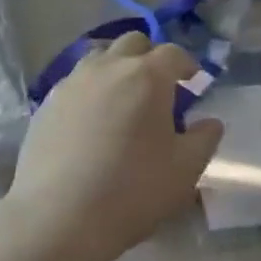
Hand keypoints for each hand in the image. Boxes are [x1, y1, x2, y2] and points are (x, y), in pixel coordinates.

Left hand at [2, 33, 223, 260]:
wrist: (57, 216)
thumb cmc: (131, 190)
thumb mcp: (184, 171)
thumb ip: (204, 140)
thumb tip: (211, 122)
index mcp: (147, 75)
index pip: (173, 53)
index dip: (186, 64)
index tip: (193, 80)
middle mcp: (110, 66)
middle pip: (134, 43)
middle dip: (150, 58)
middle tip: (158, 87)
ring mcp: (74, 80)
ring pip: (101, 57)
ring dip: (117, 68)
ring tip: (122, 99)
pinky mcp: (49, 100)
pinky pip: (76, 82)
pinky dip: (90, 90)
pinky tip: (91, 121)